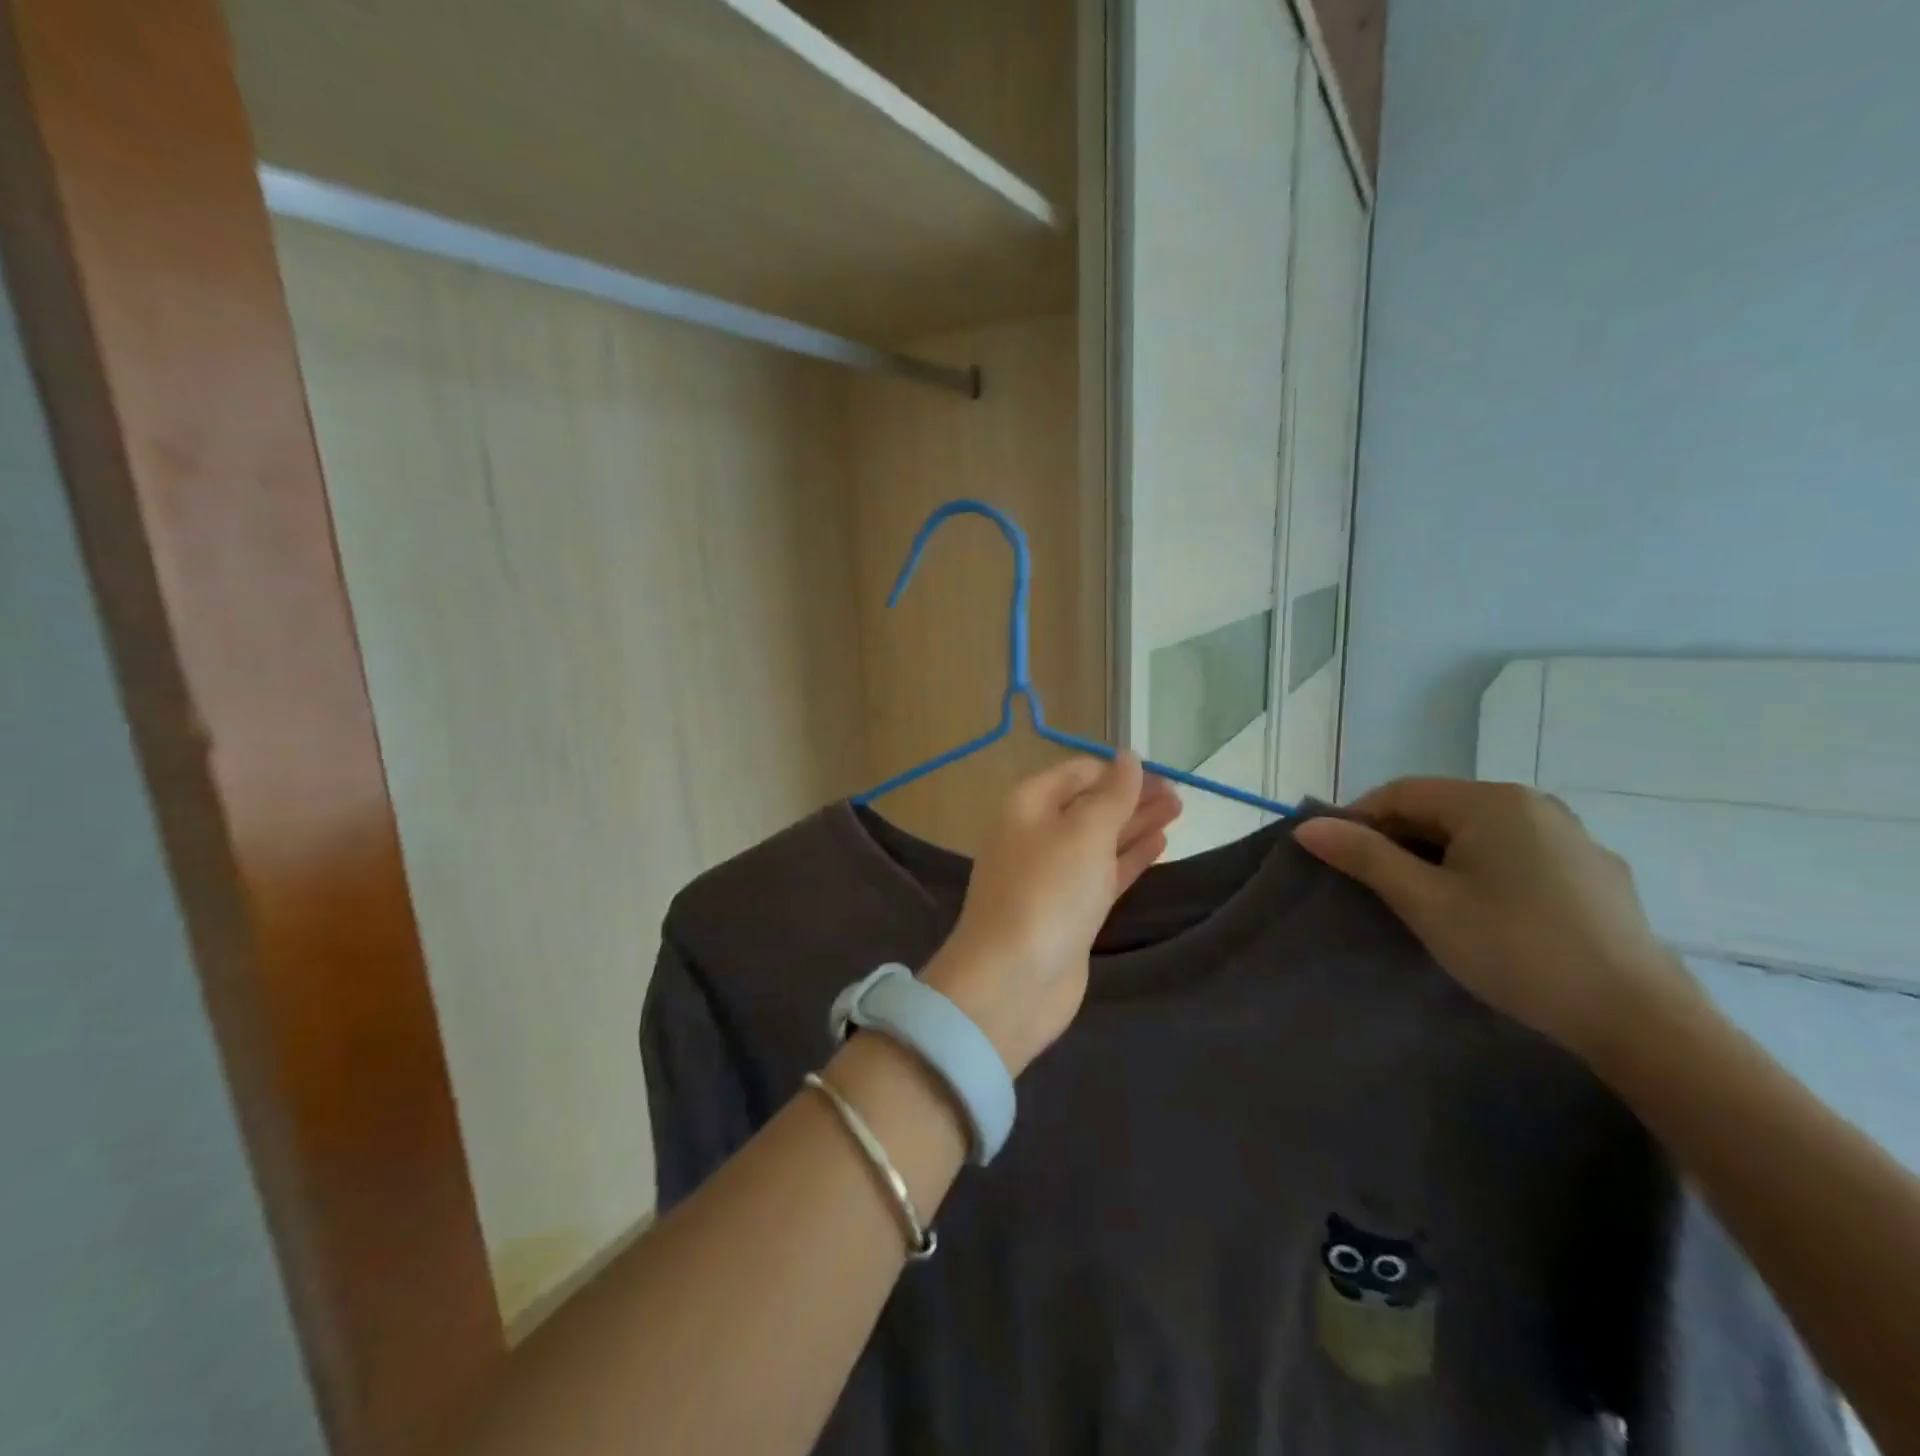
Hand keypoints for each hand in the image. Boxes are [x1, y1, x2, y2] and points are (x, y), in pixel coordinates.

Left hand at [922, 753, 1180, 1075]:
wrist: (1012, 981)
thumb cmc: (1047, 893)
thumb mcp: (1084, 832)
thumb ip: (1112, 794)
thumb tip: (1128, 757)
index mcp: (1028, 805)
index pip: (1078, 773)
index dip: (1118, 771)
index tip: (1162, 775)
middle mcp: (1036, 834)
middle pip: (1090, 805)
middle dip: (1132, 797)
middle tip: (1180, 796)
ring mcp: (1051, 875)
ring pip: (1099, 840)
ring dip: (1136, 825)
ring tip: (1178, 812)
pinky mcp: (1068, 911)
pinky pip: (1103, 873)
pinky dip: (1130, 858)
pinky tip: (1159, 846)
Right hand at [1292, 778, 1699, 1062]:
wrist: (1639, 1019)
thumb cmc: (1515, 948)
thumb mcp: (1425, 902)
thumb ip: (1364, 857)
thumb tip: (1308, 826)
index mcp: (1492, 800)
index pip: (1400, 792)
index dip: (1358, 819)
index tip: (1336, 859)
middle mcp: (1535, 805)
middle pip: (1441, 809)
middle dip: (1399, 841)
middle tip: (1376, 887)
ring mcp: (1573, 838)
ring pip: (1480, 834)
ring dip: (1440, 857)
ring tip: (1426, 903)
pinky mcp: (1596, 874)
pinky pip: (1519, 856)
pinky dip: (1484, 871)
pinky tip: (1487, 914)